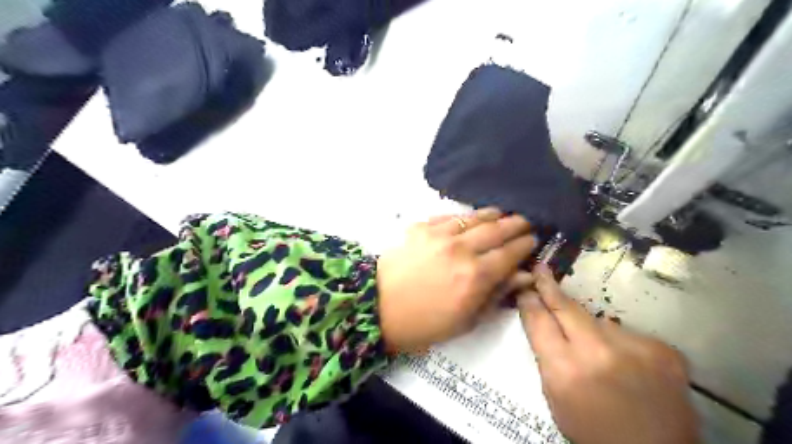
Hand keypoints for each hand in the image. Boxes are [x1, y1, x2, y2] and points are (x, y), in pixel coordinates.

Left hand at [375, 208, 534, 353]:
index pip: (510, 253)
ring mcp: (439, 234)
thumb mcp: (466, 320)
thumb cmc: (425, 323)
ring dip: (493, 214)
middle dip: (516, 224)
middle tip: (526, 221)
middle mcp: (461, 249)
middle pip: (497, 229)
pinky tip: (469, 218)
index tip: (533, 239)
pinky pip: (449, 217)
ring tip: (503, 213)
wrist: (378, 307)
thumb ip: (497, 294)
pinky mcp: (421, 228)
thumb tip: (523, 276)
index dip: (525, 244)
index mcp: (475, 276)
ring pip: (474, 217)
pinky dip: (464, 217)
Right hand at [521, 264, 697, 443]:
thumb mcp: (555, 397)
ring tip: (595, 351)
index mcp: (565, 371)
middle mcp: (599, 352)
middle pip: (566, 308)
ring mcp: (635, 347)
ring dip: (589, 327)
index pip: (539, 321)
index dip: (530, 301)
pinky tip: (625, 363)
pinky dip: (618, 342)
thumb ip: (547, 355)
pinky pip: (626, 333)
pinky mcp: (663, 349)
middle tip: (541, 270)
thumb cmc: (592, 430)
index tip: (525, 287)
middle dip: (550, 288)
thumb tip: (541, 317)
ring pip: (598, 321)